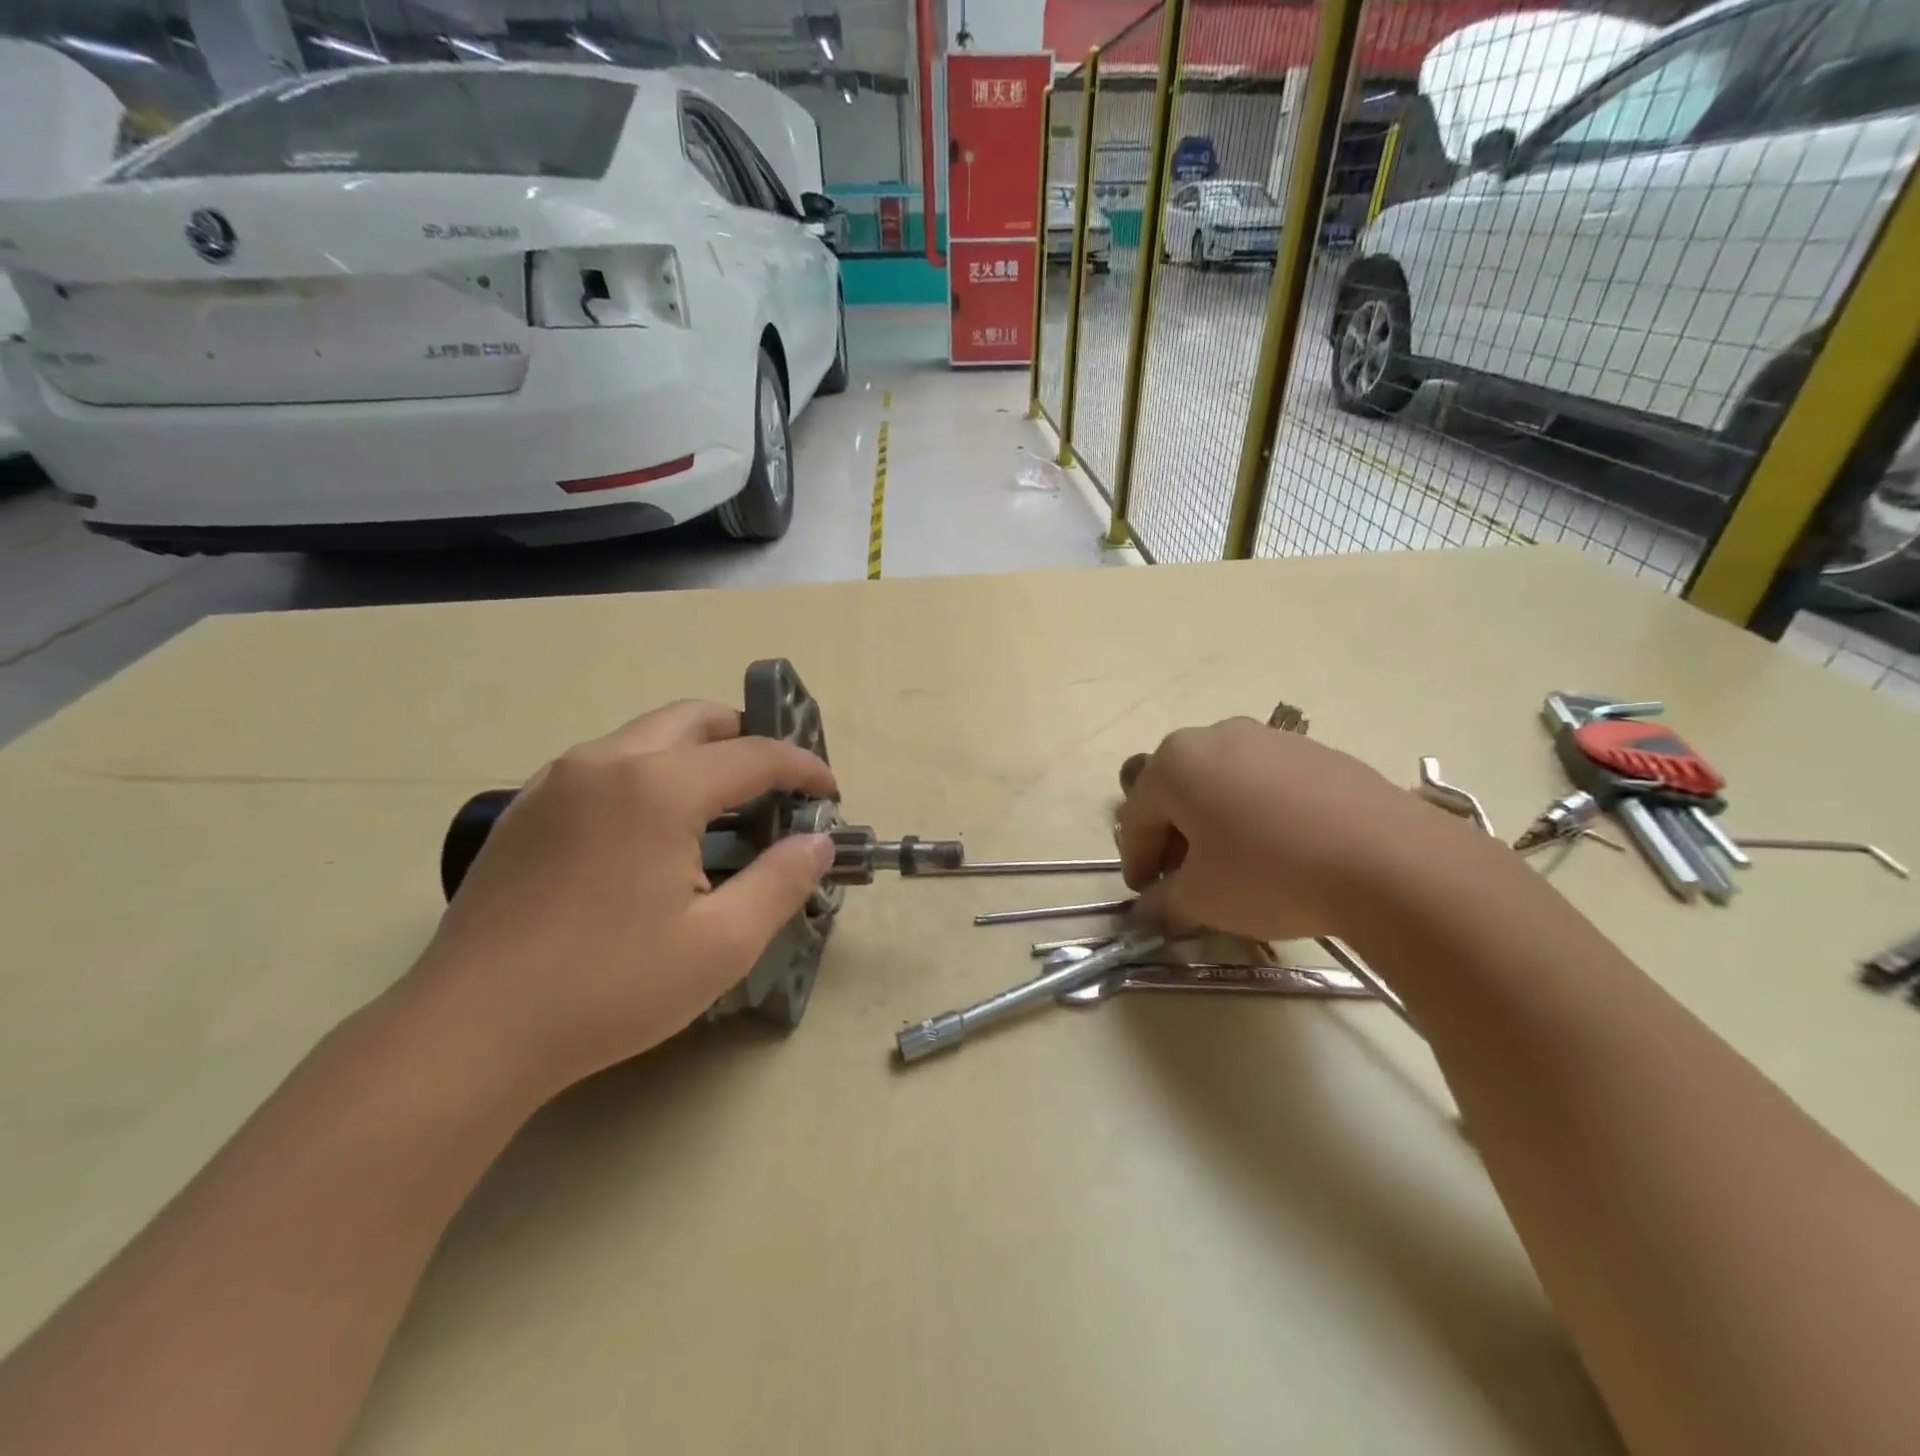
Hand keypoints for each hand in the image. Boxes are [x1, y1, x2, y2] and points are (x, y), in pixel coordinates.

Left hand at [404, 700, 837, 1096]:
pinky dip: (650, 773)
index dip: (803, 768)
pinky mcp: (527, 809)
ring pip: (646, 735)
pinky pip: (606, 764)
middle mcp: (606, 762)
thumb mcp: (721, 944)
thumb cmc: (608, 988)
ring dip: (697, 755)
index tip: (830, 793)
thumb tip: (817, 841)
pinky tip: (653, 832)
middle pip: (696, 719)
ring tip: (722, 808)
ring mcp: (557, 780)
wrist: (468, 1032)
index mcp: (658, 787)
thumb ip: (782, 881)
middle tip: (776, 787)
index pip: (754, 755)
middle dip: (748, 740)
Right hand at [1115, 717, 1445, 942]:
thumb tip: (1153, 906)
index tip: (1145, 895)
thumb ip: (1165, 901)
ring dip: (1214, 823)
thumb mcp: (1202, 899)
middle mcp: (1216, 735)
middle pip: (1177, 792)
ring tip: (1233, 866)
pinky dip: (1256, 814)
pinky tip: (1279, 850)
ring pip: (1222, 784)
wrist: (1389, 862)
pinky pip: (1266, 783)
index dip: (1135, 860)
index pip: (1135, 816)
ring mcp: (1271, 738)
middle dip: (1173, 838)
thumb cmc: (1270, 873)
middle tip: (1183, 880)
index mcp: (1176, 762)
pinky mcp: (1317, 751)